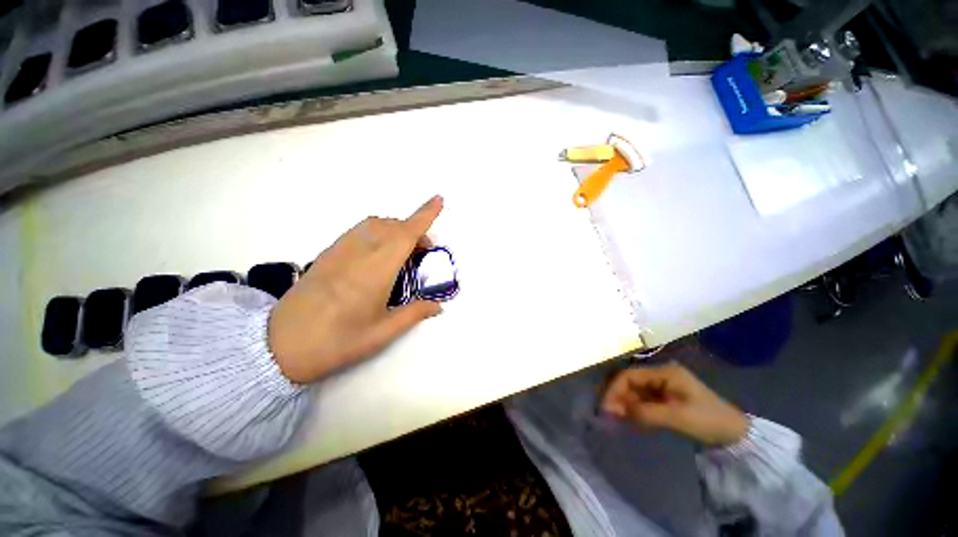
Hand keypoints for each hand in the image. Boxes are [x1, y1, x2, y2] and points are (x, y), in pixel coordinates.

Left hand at [268, 196, 443, 383]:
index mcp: (377, 270)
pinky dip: (377, 231)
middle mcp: (359, 252)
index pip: (406, 234)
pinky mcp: (327, 253)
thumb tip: (438, 305)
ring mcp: (340, 250)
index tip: (439, 200)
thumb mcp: (382, 333)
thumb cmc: (337, 342)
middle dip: (414, 229)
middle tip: (424, 251)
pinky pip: (359, 230)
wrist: (279, 346)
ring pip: (374, 224)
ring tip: (403, 251)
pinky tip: (378, 254)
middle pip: (393, 226)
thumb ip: (414, 314)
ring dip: (395, 228)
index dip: (425, 215)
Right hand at [600, 364, 748, 446]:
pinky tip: (629, 419)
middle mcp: (660, 375)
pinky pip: (643, 400)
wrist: (735, 435)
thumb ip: (647, 412)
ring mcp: (662, 386)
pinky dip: (634, 409)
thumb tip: (617, 411)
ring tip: (616, 418)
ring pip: (634, 391)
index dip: (615, 388)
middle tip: (608, 414)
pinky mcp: (665, 397)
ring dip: (624, 403)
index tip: (606, 406)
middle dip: (617, 396)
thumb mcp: (678, 417)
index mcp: (664, 372)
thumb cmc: (708, 420)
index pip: (629, 375)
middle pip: (630, 381)